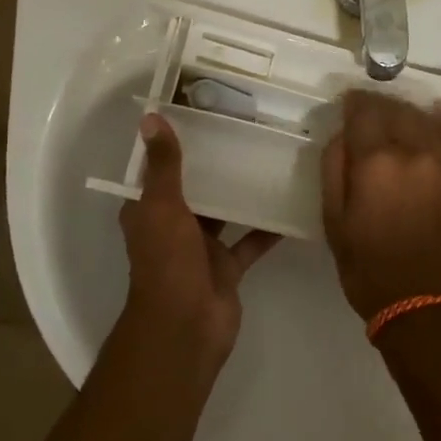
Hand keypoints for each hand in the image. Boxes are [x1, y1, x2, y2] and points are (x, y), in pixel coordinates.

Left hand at [119, 114, 279, 360]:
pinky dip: (267, 228)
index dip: (173, 144)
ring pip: (224, 213)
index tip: (199, 114)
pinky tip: (291, 205)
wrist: (187, 327)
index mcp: (149, 211)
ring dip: (241, 193)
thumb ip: (164, 165)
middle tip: (246, 131)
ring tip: (270, 160)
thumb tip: (150, 117)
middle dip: (214, 166)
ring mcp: (202, 248)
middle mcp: (173, 226)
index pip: (158, 170)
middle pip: (194, 189)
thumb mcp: (163, 206)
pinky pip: (250, 241)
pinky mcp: (227, 267)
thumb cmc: (168, 263)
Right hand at [320, 90, 440, 322]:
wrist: (425, 306)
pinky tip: (433, 115)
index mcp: (377, 162)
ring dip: (407, 111)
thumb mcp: (333, 222)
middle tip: (366, 111)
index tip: (346, 102)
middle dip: (378, 105)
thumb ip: (334, 169)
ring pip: (425, 117)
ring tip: (395, 116)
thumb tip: (341, 134)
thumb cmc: (368, 268)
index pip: (364, 111)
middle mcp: (416, 152)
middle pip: (396, 109)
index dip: (352, 102)